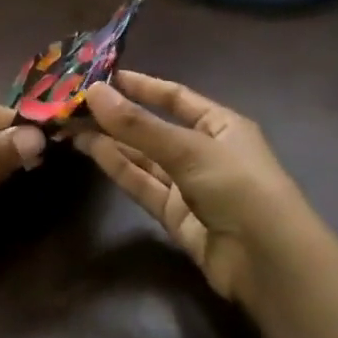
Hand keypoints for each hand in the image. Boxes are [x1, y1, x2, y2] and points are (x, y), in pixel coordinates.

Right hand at [76, 71, 314, 306]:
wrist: (266, 261)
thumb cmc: (238, 186)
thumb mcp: (188, 149)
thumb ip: (138, 124)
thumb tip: (92, 92)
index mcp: (220, 125)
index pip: (176, 98)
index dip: (141, 86)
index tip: (102, 77)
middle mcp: (204, 151)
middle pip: (154, 128)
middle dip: (117, 117)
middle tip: (74, 104)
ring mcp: (189, 185)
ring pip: (143, 158)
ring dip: (111, 141)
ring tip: (71, 125)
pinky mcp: (175, 216)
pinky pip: (143, 185)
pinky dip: (118, 168)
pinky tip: (92, 150)